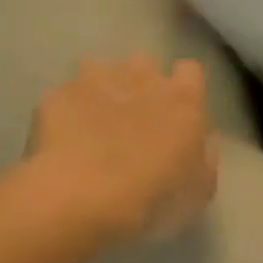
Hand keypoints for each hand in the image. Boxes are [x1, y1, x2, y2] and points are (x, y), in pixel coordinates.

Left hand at [27, 55, 218, 242]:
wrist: (80, 199)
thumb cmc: (152, 196)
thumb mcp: (199, 188)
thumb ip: (205, 156)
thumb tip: (203, 141)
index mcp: (183, 98)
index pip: (190, 71)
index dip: (184, 88)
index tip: (178, 111)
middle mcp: (143, 77)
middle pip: (145, 63)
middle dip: (141, 82)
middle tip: (134, 118)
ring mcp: (96, 81)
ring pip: (100, 70)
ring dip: (102, 89)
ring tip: (94, 123)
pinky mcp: (57, 94)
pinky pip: (64, 94)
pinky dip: (65, 109)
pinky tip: (63, 137)